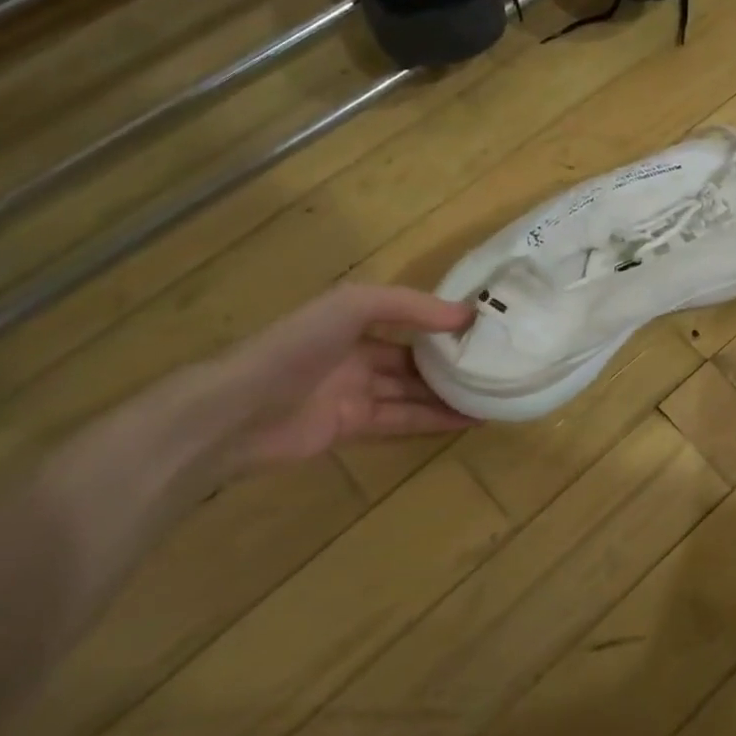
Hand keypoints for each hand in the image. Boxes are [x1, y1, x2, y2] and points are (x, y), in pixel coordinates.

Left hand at [48, 285, 474, 509]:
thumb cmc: (297, 346)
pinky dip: (433, 420)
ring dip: (450, 395)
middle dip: (451, 363)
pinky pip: (402, 421)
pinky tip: (466, 419)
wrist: (238, 411)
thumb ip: (409, 307)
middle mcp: (356, 356)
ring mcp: (354, 394)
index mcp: (353, 322)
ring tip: (493, 395)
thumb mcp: (353, 306)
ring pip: (412, 393)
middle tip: (497, 366)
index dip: (444, 325)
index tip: (485, 329)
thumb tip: (465, 315)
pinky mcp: (352, 429)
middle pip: (414, 359)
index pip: (409, 320)